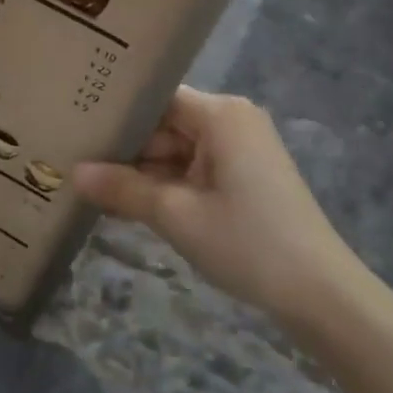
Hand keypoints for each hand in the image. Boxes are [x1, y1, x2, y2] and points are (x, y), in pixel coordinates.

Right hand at [73, 87, 363, 318]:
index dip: (117, 112)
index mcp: (221, 115)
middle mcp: (232, 122)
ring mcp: (240, 151)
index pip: (156, 98)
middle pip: (164, 125)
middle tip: (74, 161)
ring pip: (176, 151)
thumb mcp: (176, 215)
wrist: (320, 294)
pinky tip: (127, 204)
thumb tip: (73, 173)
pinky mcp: (245, 178)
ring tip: (90, 187)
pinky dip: (166, 187)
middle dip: (125, 150)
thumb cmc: (246, 242)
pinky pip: (194, 171)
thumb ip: (122, 189)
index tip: (76, 125)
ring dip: (142, 174)